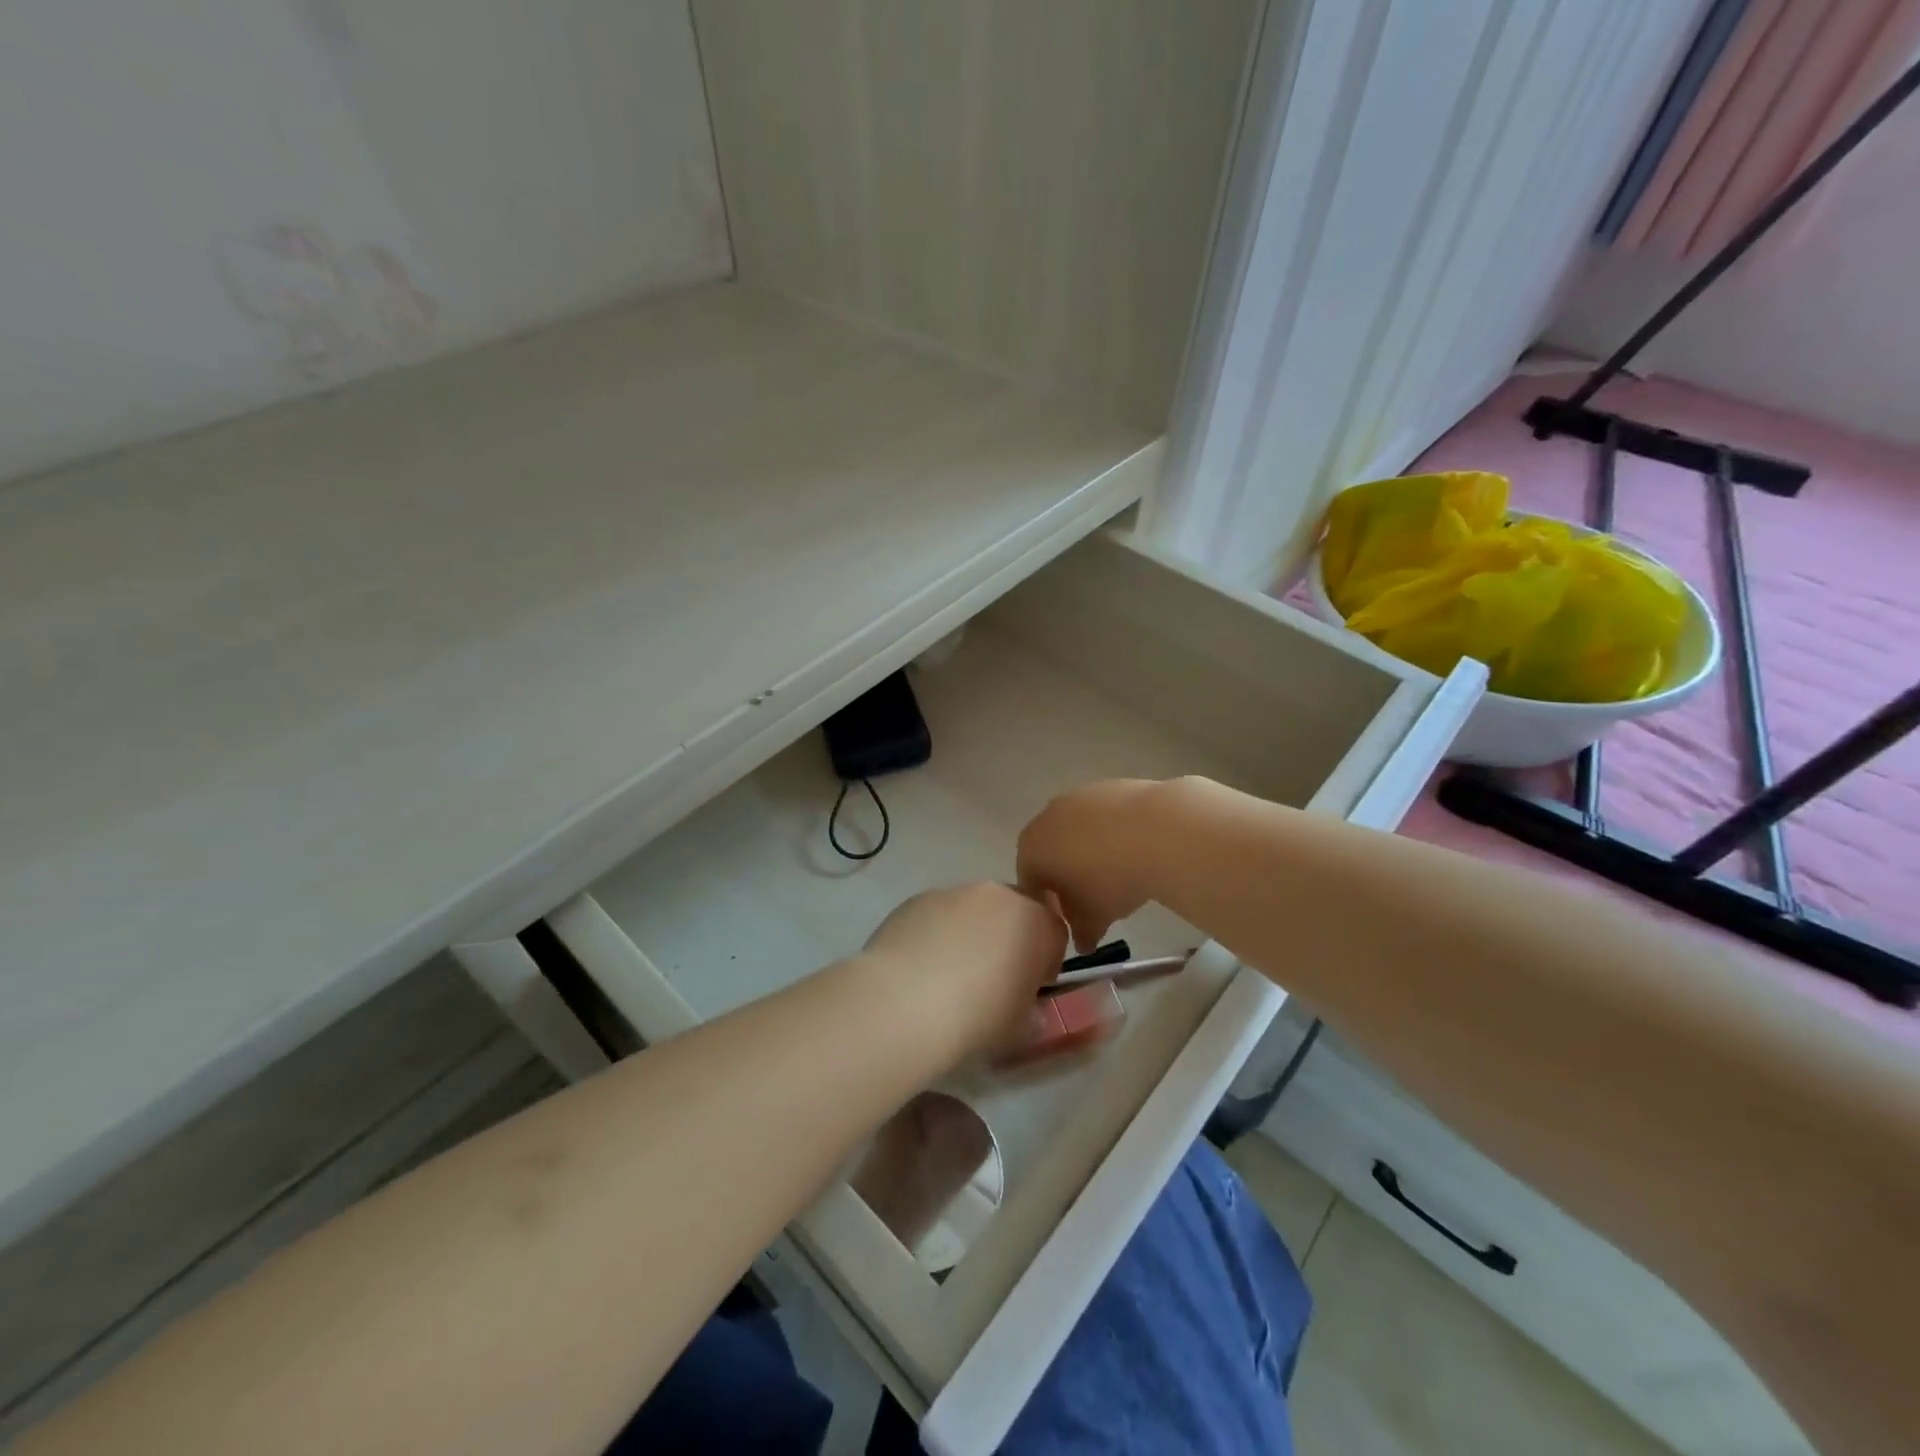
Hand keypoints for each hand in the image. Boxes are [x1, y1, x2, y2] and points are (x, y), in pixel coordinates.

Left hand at [861, 882, 1067, 1065]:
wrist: (902, 1005)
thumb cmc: (976, 1018)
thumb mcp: (1020, 1030)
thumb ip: (1033, 1013)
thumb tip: (1029, 1011)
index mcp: (1034, 921)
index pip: (1055, 932)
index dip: (1047, 961)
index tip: (1032, 987)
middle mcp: (996, 895)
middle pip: (1013, 911)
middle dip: (1009, 938)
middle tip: (993, 978)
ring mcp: (952, 892)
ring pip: (973, 910)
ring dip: (971, 933)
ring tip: (949, 975)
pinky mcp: (915, 900)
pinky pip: (937, 915)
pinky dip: (936, 934)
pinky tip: (920, 969)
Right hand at [1017, 778, 1171, 950]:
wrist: (1158, 831)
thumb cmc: (1110, 880)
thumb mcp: (1093, 917)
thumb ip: (1081, 932)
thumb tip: (1082, 942)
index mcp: (1031, 847)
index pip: (1029, 882)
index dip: (1047, 906)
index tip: (1067, 923)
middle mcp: (1046, 816)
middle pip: (1050, 853)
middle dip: (1066, 877)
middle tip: (1090, 901)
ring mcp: (1078, 797)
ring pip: (1076, 832)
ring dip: (1089, 854)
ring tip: (1116, 876)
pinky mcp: (1109, 786)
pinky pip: (1102, 818)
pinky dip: (1111, 835)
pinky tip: (1133, 852)